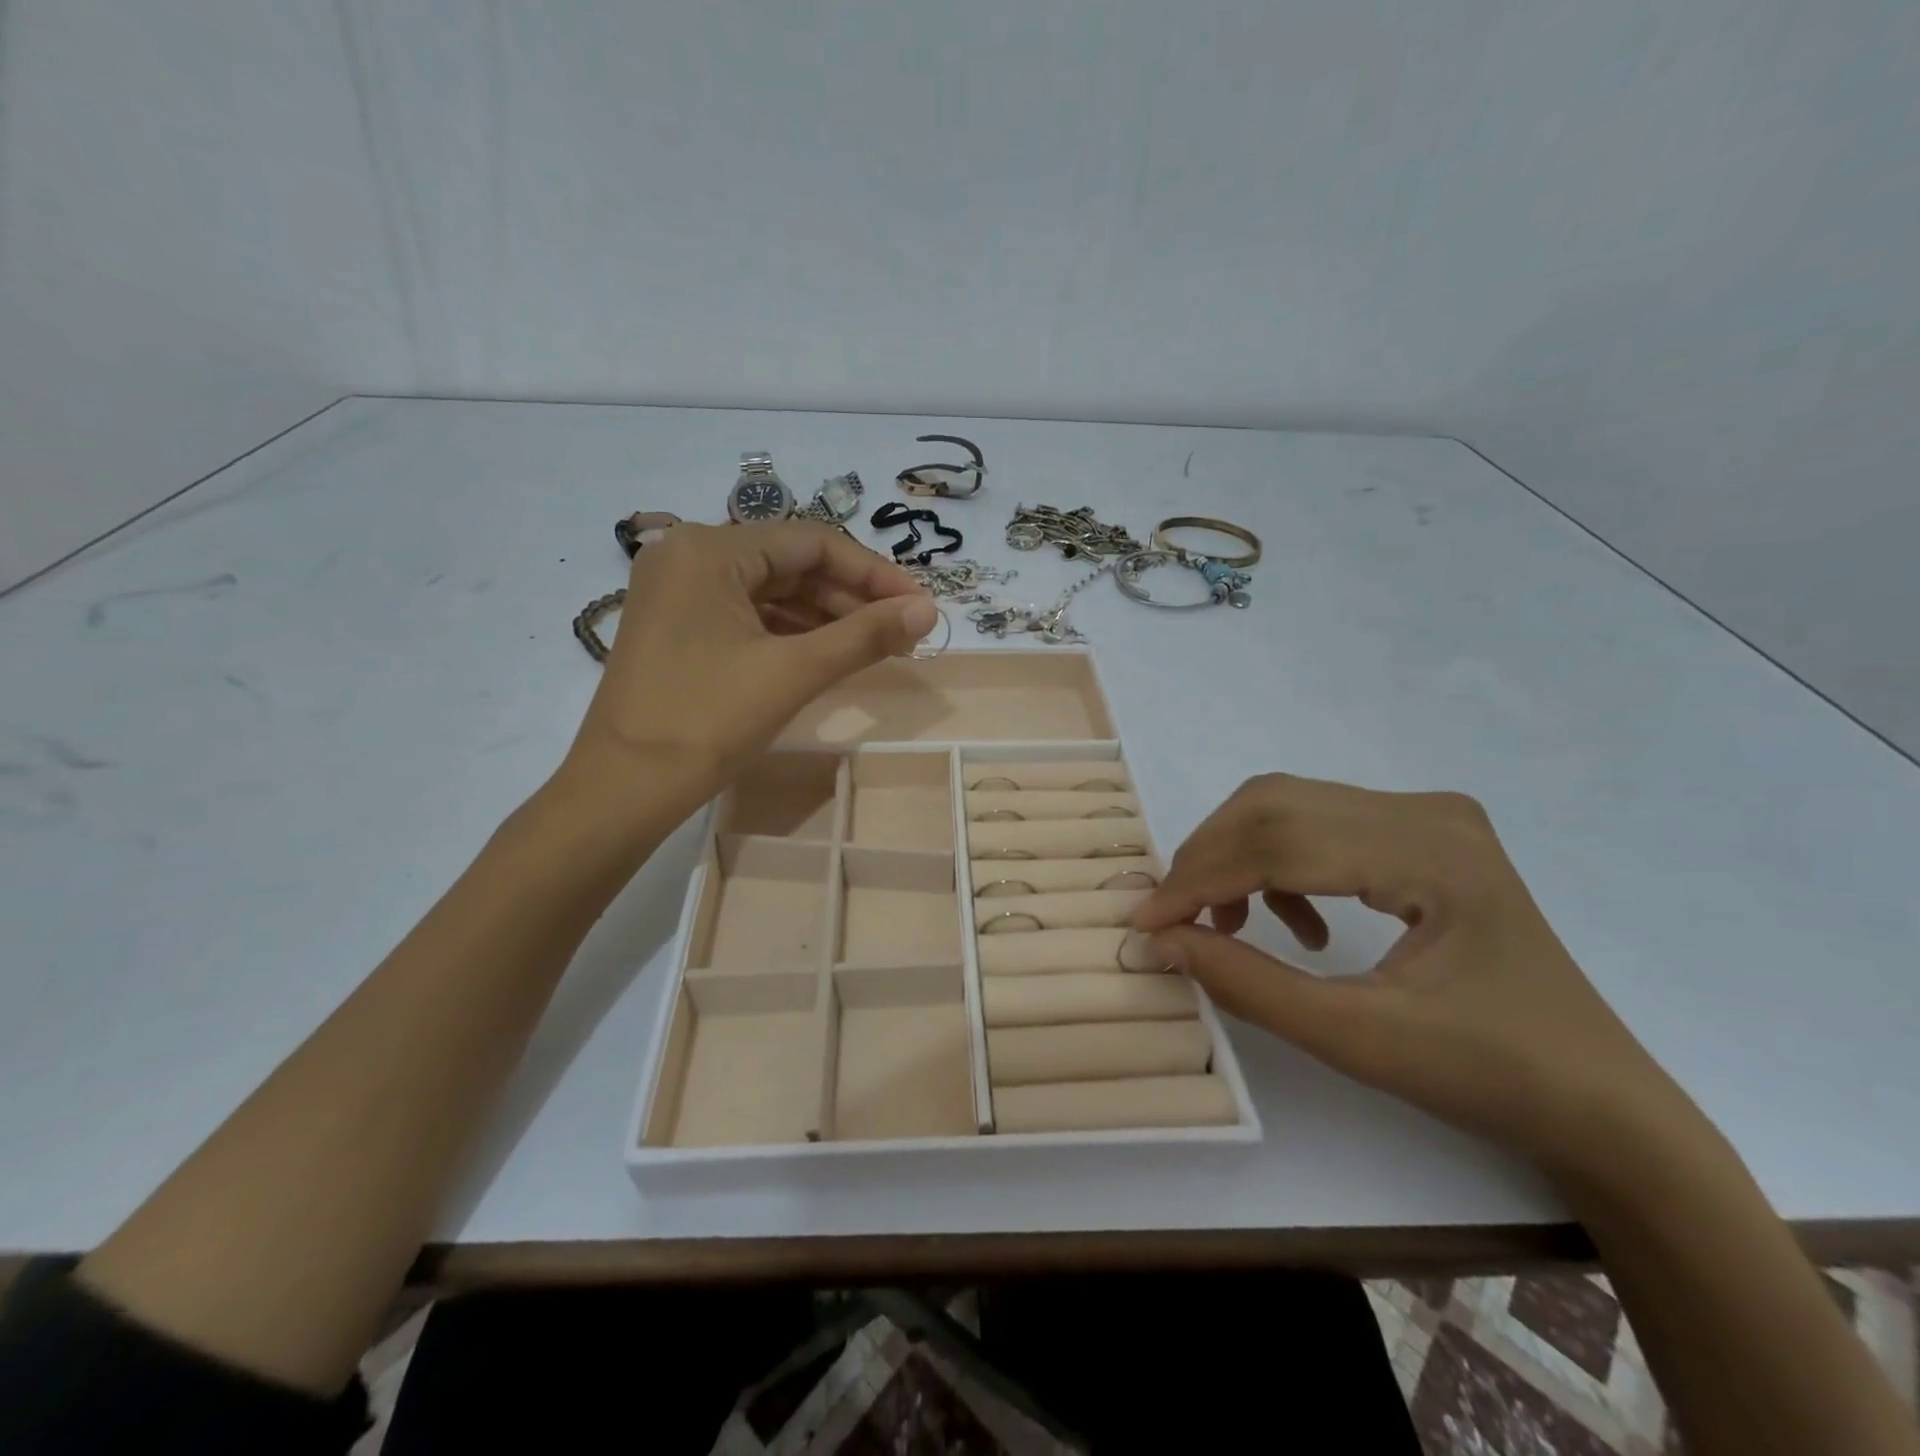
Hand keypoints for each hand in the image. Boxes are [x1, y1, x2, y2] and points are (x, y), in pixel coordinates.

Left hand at [566, 521, 934, 809]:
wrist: (623, 790)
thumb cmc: (707, 721)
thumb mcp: (794, 672)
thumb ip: (865, 635)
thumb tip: (929, 609)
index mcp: (710, 549)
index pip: (812, 542)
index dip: (873, 572)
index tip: (918, 605)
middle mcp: (689, 556)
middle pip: (791, 564)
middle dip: (851, 598)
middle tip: (903, 632)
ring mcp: (679, 593)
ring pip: (771, 592)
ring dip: (826, 617)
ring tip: (876, 647)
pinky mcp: (678, 628)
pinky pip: (748, 617)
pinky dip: (792, 633)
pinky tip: (828, 654)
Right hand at [1134, 774, 1698, 1177]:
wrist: (1597, 1100)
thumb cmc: (1491, 1076)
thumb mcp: (1357, 1040)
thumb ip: (1249, 984)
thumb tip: (1162, 941)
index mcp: (1431, 852)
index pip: (1281, 841)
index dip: (1201, 879)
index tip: (1146, 921)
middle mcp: (1426, 811)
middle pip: (1277, 805)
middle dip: (1209, 859)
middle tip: (1174, 919)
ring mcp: (1426, 816)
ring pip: (1288, 807)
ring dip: (1237, 859)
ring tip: (1230, 927)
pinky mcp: (1419, 833)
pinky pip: (1317, 825)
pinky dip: (1277, 865)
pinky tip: (1294, 924)